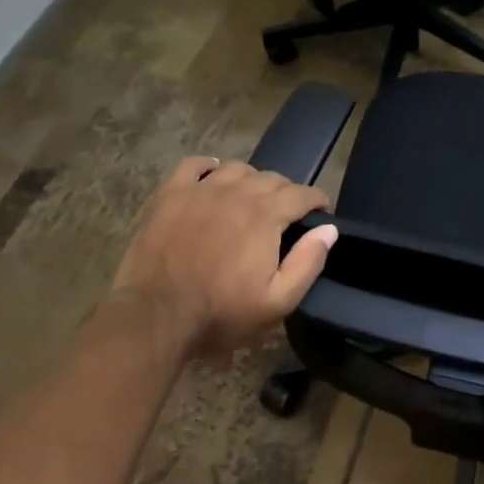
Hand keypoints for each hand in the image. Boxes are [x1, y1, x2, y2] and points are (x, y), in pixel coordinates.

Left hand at [112, 157, 336, 358]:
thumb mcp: (276, 302)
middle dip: (286, 192)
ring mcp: (201, 190)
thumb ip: (307, 263)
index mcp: (266, 215)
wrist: (154, 318)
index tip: (321, 211)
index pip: (302, 194)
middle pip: (272, 178)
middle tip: (286, 214)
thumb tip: (328, 229)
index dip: (317, 200)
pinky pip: (194, 165)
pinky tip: (212, 178)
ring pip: (237, 169)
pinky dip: (208, 167)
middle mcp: (237, 192)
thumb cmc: (220, 314)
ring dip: (251, 180)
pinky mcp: (171, 195)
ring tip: (250, 199)